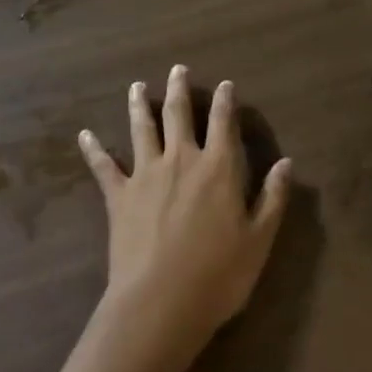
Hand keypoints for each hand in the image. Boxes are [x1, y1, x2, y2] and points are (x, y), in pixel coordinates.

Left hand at [78, 66, 292, 361]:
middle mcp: (181, 159)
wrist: (160, 302)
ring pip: (142, 129)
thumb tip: (287, 163)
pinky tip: (84, 135)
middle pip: (179, 114)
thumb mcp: (258, 240)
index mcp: (218, 168)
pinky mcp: (119, 196)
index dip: (225, 101)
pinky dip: (94, 149)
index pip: (223, 123)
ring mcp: (146, 174)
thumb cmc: (218, 275)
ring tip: (137, 86)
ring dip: (140, 105)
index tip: (225, 84)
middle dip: (179, 89)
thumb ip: (273, 199)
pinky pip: (104, 167)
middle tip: (177, 69)